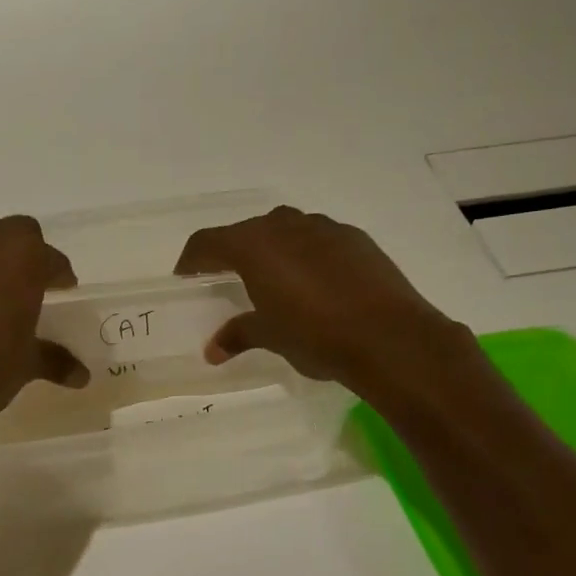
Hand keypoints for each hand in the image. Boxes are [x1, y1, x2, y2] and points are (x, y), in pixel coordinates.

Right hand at [174, 206, 470, 400]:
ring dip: (272, 249)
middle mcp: (285, 226)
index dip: (191, 259)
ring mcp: (324, 228)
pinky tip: (315, 282)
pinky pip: (317, 239)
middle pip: (246, 231)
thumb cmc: (317, 336)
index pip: (208, 242)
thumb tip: (213, 349)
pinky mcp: (355, 239)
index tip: (185, 276)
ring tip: (272, 279)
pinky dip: (305, 254)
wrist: (390, 337)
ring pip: (285, 230)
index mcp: (254, 246)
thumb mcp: (271, 337)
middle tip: (226, 278)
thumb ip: (239, 334)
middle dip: (232, 252)